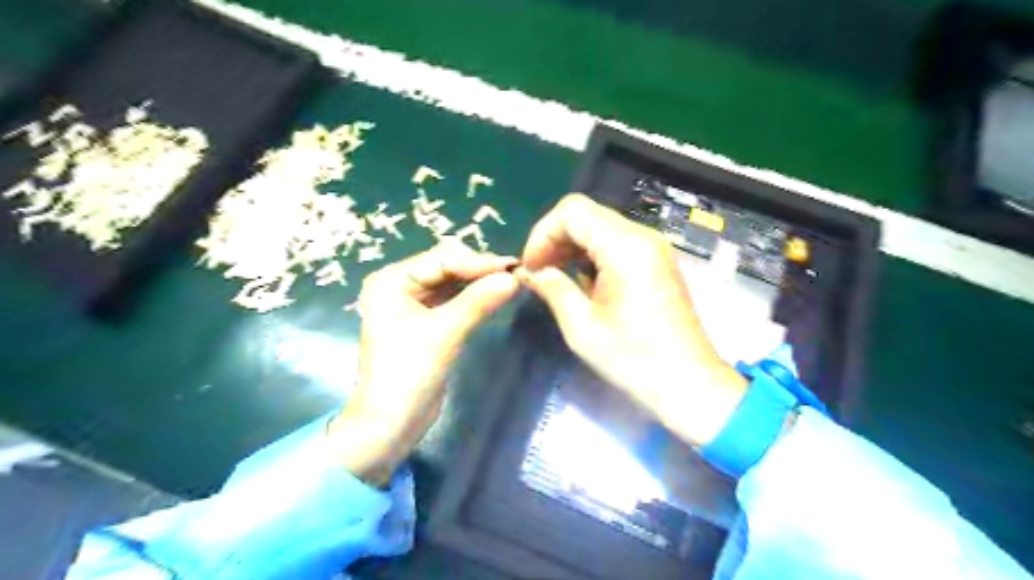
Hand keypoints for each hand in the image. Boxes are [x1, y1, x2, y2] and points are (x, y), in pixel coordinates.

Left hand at [329, 241, 520, 483]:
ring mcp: (412, 304)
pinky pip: (453, 300)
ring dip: (478, 282)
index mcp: (392, 281)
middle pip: (446, 266)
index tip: (513, 267)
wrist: (391, 424)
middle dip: (479, 270)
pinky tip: (494, 296)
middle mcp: (399, 286)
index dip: (478, 262)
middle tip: (515, 276)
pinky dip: (473, 298)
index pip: (441, 259)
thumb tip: (514, 277)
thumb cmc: (408, 374)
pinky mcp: (425, 322)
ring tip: (511, 283)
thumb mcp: (445, 333)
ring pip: (452, 282)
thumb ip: (478, 301)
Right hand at [521, 195, 747, 447]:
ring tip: (555, 278)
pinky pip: (616, 243)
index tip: (530, 266)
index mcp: (625, 246)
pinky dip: (592, 255)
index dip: (542, 233)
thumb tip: (530, 272)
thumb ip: (553, 288)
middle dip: (555, 239)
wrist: (688, 383)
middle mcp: (642, 237)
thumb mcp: (582, 326)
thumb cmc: (634, 358)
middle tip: (538, 273)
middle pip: (586, 215)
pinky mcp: (656, 262)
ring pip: (600, 227)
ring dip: (572, 247)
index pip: (572, 210)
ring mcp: (653, 248)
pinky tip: (582, 283)